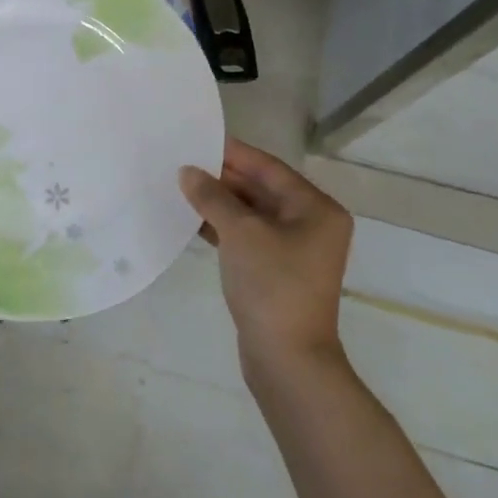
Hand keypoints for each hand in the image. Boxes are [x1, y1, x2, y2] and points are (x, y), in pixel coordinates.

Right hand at [180, 139, 354, 378]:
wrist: (287, 358)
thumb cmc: (272, 285)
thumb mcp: (240, 233)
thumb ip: (213, 197)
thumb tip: (187, 171)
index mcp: (316, 209)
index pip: (269, 168)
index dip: (233, 153)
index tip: (199, 138)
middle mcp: (311, 225)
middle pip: (261, 189)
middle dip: (223, 177)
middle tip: (183, 162)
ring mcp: (294, 250)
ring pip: (252, 214)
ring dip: (219, 202)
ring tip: (182, 187)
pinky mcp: (276, 271)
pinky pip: (247, 237)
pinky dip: (223, 227)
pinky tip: (192, 220)